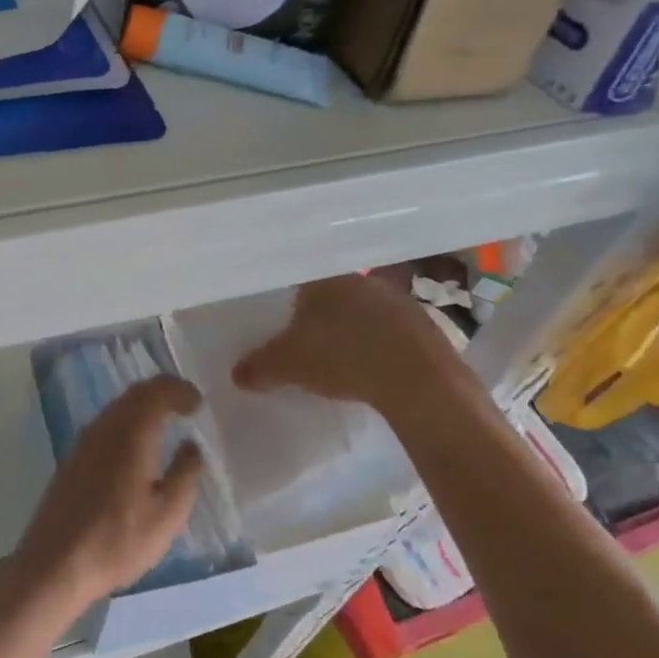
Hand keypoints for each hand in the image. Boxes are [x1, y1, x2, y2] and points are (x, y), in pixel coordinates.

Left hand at [13, 375, 203, 606]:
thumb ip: (185, 475)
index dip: (179, 390)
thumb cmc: (118, 540)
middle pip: (134, 394)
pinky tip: (136, 449)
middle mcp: (103, 428)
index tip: (198, 403)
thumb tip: (191, 446)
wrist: (55, 564)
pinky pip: (104, 426)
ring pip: (116, 409)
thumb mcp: (167, 515)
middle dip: (162, 393)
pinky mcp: (71, 460)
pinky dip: (126, 424)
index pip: (156, 391)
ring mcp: (82, 443)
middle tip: (185, 406)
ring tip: (165, 424)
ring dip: (142, 408)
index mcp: (131, 434)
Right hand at [233, 273, 457, 410]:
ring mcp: (396, 300)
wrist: (417, 379)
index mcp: (324, 278)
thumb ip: (259, 366)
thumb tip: (236, 373)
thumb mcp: (287, 365)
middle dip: (318, 316)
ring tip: (336, 357)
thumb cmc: (341, 357)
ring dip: (350, 330)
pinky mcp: (422, 325)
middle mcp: (360, 280)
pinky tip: (370, 367)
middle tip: (304, 340)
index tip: (282, 318)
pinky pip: (388, 331)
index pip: (298, 279)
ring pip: (361, 311)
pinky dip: (376, 346)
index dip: (287, 299)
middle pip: (331, 294)